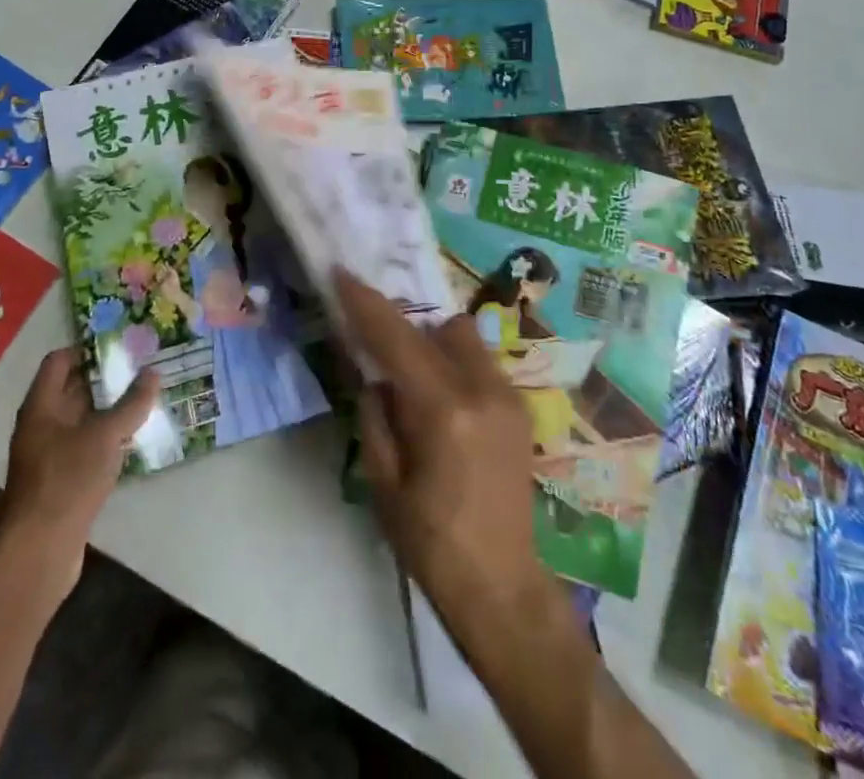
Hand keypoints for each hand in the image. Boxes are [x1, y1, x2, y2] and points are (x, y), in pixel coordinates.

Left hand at [0, 348, 159, 604]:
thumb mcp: (105, 435)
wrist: (39, 551)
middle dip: (105, 376)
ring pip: (82, 418)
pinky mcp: (61, 479)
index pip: (60, 360)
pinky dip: (107, 436)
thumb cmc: (67, 480)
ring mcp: (49, 453)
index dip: (87, 348)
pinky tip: (133, 437)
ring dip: (109, 407)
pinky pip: (86, 444)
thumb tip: (153, 372)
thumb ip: (131, 403)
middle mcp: (41, 424)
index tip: (121, 344)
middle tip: (142, 366)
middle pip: (72, 387)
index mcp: (42, 405)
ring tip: (145, 396)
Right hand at [335, 271, 553, 646]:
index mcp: (443, 411)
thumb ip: (375, 415)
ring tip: (411, 373)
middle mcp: (482, 390)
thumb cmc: (431, 544)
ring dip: (432, 341)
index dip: (366, 303)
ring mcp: (508, 397)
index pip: (397, 339)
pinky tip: (440, 397)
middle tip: (376, 339)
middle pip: (438, 325)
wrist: (503, 589)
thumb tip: (372, 372)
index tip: (343, 274)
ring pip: (464, 337)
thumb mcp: (383, 483)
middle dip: (404, 324)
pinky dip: (454, 362)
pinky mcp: (519, 408)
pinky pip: (479, 362)